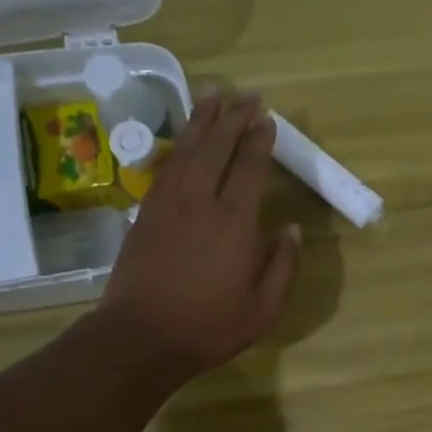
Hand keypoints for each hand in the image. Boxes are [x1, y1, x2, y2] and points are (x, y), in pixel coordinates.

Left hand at [99, 87, 299, 380]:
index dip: (260, 140)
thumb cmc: (209, 326)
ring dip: (202, 120)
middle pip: (217, 147)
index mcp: (234, 222)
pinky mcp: (145, 213)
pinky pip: (165, 167)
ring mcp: (168, 204)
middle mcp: (200, 201)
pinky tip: (184, 138)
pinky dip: (177, 146)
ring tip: (213, 94)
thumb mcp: (263, 308)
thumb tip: (290, 229)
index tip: (268, 119)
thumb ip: (282, 266)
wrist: (140, 337)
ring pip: (187, 150)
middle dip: (233, 117)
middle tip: (246, 94)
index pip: (249, 167)